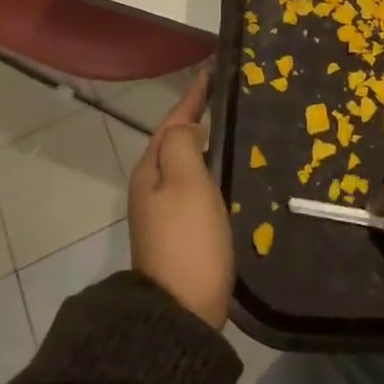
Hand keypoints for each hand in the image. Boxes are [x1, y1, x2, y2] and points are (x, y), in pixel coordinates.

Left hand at [127, 69, 232, 328]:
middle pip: (174, 141)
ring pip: (184, 164)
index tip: (211, 72)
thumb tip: (184, 125)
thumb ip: (182, 145)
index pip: (172, 121)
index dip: (192, 96)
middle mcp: (151, 188)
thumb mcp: (186, 183)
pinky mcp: (180, 233)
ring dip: (203, 143)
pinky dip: (209, 170)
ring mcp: (164, 213)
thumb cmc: (188, 240)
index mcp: (150, 171)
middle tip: (227, 97)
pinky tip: (229, 174)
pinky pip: (195, 186)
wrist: (181, 311)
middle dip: (196, 117)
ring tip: (232, 128)